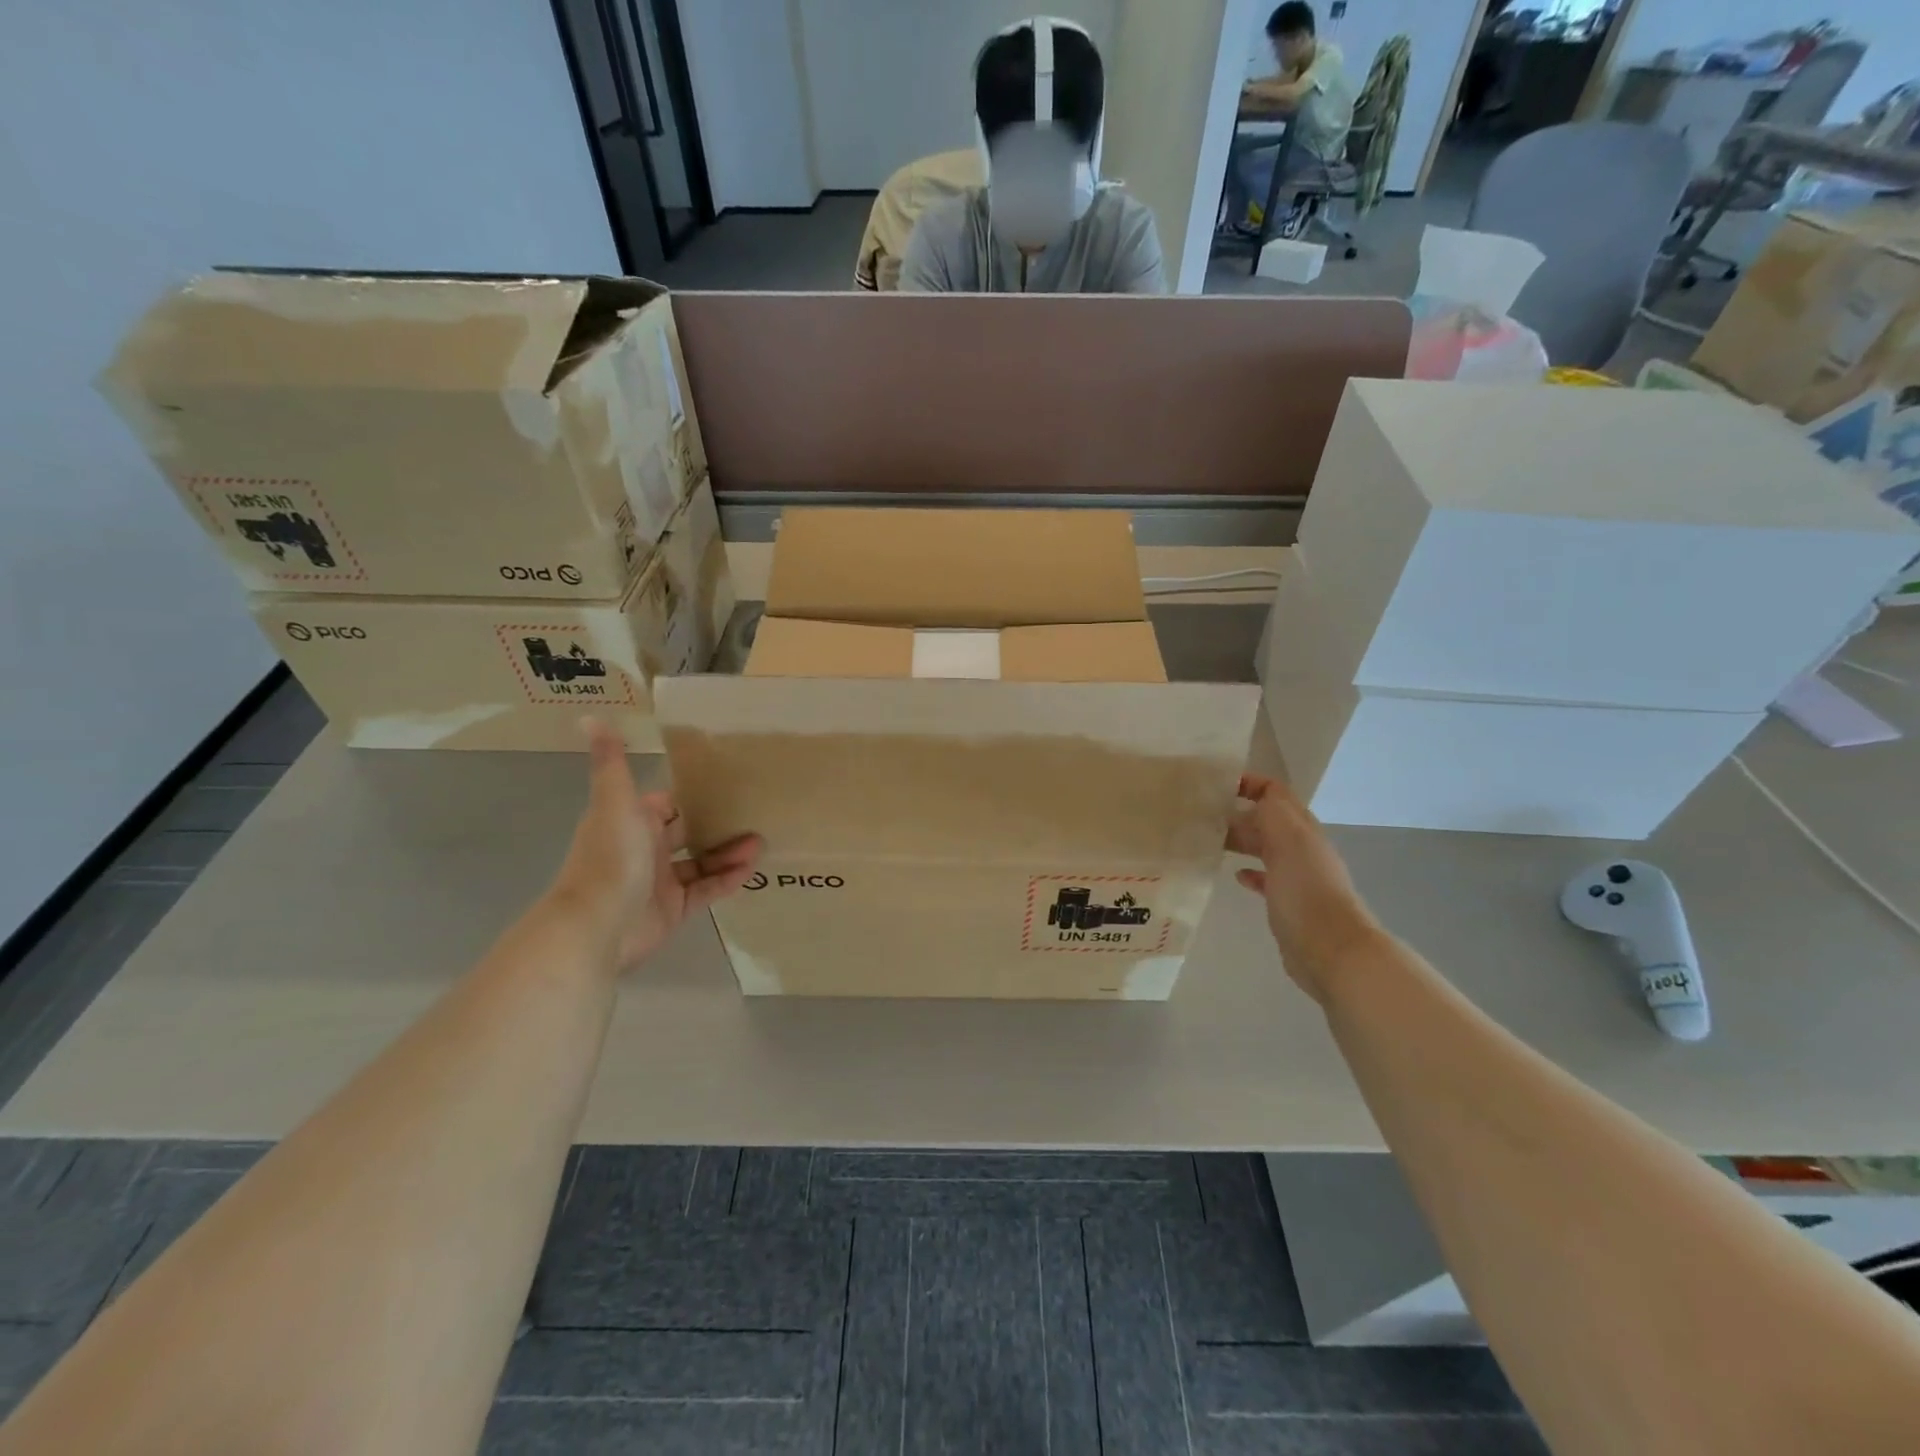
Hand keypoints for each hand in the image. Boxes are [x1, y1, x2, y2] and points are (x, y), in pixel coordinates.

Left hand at [548, 720, 762, 972]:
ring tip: (760, 843)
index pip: (670, 803)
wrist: (596, 926)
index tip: (731, 783)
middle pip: (691, 832)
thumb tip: (589, 716)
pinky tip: (750, 870)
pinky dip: (727, 880)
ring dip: (729, 852)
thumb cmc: (610, 858)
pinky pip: (706, 890)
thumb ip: (610, 762)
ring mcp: (662, 881)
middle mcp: (647, 848)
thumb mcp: (615, 802)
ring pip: (702, 862)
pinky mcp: (674, 909)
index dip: (697, 794)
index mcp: (633, 821)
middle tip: (755, 815)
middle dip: (720, 824)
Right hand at [1228, 774, 1379, 1002]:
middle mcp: (1300, 847)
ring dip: (1241, 841)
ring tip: (1210, 841)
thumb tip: (1249, 800)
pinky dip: (1250, 872)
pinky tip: (1236, 876)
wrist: (1331, 949)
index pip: (1275, 792)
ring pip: (1264, 847)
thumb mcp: (1288, 840)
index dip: (1249, 783)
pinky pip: (1266, 878)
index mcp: (1301, 828)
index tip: (1215, 786)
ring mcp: (1295, 876)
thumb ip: (1271, 813)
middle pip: (1267, 819)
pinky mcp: (1286, 902)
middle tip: (1201, 816)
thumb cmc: (1306, 890)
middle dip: (1238, 812)